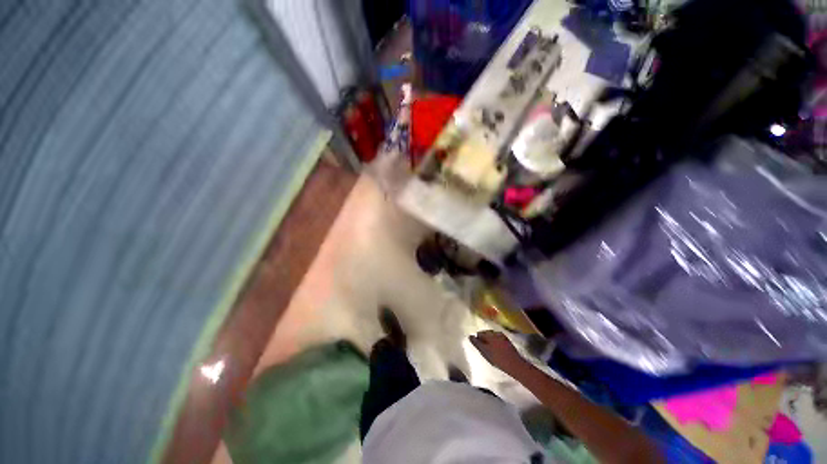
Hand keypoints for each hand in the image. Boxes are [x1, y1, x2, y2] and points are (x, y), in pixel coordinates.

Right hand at [469, 330, 527, 374]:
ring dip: (489, 338)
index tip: (476, 344)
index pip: (480, 334)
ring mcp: (502, 336)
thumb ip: (477, 344)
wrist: (515, 364)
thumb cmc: (498, 360)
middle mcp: (495, 333)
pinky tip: (497, 347)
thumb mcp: (485, 353)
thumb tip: (470, 336)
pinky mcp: (507, 340)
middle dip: (483, 337)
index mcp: (489, 335)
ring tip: (489, 347)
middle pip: (486, 333)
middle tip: (483, 347)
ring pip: (492, 335)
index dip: (477, 339)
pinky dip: (496, 340)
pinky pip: (498, 338)